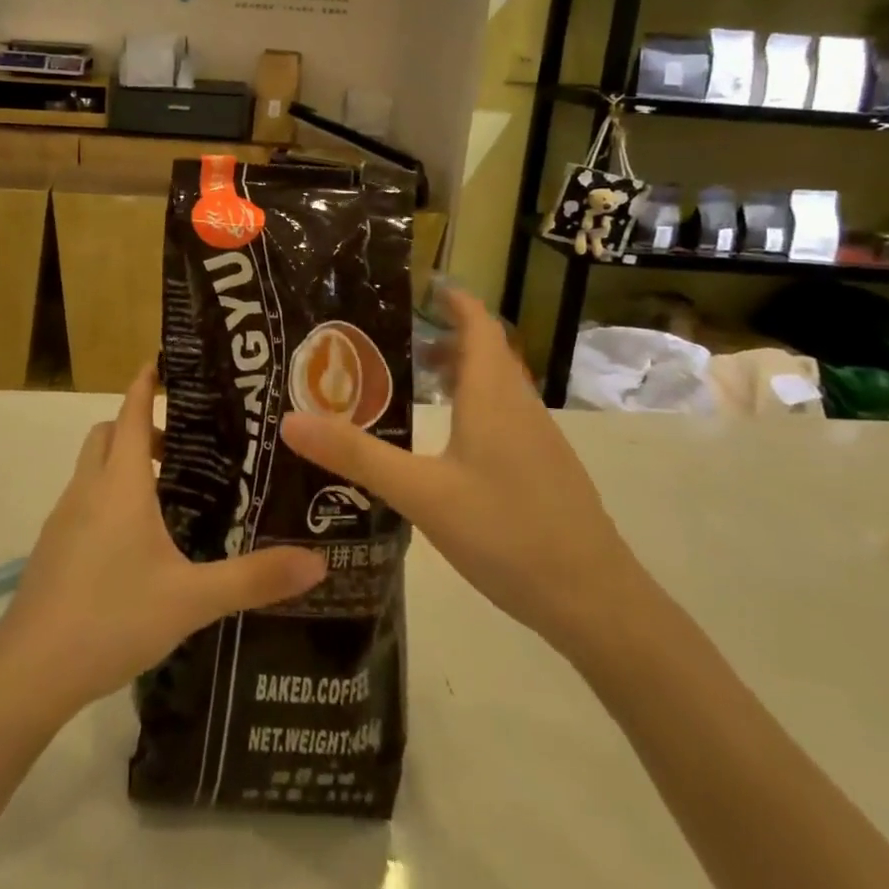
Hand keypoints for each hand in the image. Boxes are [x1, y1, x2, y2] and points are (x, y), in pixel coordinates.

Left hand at [0, 365, 326, 720]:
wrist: (29, 672)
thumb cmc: (112, 617)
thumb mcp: (192, 599)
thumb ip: (254, 579)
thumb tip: (319, 563)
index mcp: (120, 484)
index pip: (130, 411)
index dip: (146, 382)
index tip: (165, 361)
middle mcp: (87, 489)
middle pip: (107, 434)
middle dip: (138, 426)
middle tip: (182, 447)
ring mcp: (63, 518)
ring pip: (93, 468)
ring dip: (123, 464)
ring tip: (167, 495)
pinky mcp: (52, 548)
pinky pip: (83, 500)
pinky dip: (108, 496)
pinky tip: (135, 543)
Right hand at [280, 287, 644, 657]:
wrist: (597, 603)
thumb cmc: (508, 532)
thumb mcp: (422, 493)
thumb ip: (358, 456)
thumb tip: (291, 421)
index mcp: (493, 395)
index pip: (478, 324)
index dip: (453, 300)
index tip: (419, 285)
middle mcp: (520, 406)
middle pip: (484, 353)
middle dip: (443, 337)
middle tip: (391, 339)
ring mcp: (538, 440)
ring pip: (495, 388)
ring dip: (458, 374)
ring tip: (411, 385)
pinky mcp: (545, 471)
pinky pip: (504, 417)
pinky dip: (472, 408)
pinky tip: (447, 445)